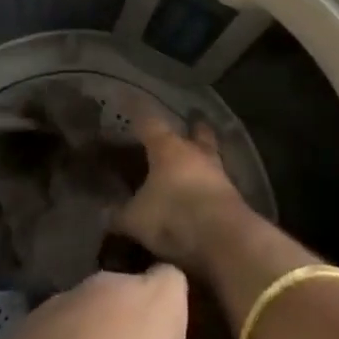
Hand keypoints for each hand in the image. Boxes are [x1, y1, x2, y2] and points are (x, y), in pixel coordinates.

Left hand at [0, 265, 208, 338]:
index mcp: (153, 295)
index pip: (174, 279)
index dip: (178, 306)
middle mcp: (109, 282)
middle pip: (129, 290)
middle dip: (134, 319)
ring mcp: (65, 297)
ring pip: (91, 308)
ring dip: (96, 332)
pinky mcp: (29, 319)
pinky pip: (57, 328)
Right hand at [114, 106, 251, 270]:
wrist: (225, 240)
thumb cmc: (173, 216)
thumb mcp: (135, 220)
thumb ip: (119, 215)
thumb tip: (105, 216)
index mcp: (166, 148)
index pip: (148, 121)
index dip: (136, 110)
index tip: (129, 98)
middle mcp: (194, 153)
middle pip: (196, 132)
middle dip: (192, 127)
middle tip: (191, 121)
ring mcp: (218, 174)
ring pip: (211, 156)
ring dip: (204, 157)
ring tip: (197, 160)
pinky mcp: (233, 198)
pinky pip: (218, 184)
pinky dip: (210, 185)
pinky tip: (204, 193)